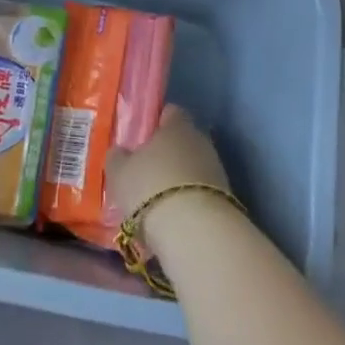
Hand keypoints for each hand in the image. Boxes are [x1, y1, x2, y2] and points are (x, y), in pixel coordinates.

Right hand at [105, 105, 233, 249]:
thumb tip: (120, 152)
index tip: (142, 140)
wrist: (196, 232)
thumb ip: (118, 157)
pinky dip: (189, 204)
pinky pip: (201, 195)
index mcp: (177, 126)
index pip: (170, 112)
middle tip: (146, 175)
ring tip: (158, 204)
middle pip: (183, 142)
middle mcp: (200, 141)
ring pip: (193, 170)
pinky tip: (174, 221)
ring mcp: (217, 171)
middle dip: (167, 156)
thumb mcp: (120, 173)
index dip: (156, 123)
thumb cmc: (151, 189)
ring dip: (178, 182)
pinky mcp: (226, 200)